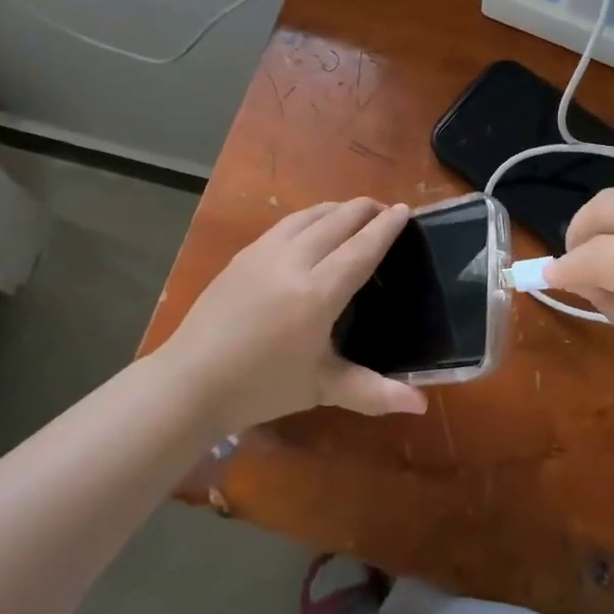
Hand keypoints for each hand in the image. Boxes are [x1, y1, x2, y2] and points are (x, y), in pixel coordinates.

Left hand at [158, 198, 429, 432]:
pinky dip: (310, 217)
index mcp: (317, 292)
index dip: (385, 228)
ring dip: (337, 208)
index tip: (404, 210)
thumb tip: (421, 405)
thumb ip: (373, 391)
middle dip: (364, 209)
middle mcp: (294, 261)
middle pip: (337, 220)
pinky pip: (286, 223)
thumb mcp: (321, 388)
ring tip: (352, 213)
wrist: (191, 380)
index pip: (361, 248)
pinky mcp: (244, 253)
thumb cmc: (261, 387)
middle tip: (384, 210)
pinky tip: (311, 228)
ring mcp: (264, 252)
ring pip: (309, 215)